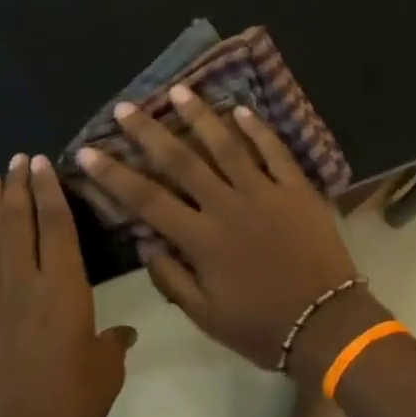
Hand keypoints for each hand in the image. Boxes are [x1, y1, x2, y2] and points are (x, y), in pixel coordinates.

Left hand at [0, 155, 135, 416]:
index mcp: (64, 288)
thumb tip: (124, 333)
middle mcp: (25, 284)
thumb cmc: (70, 404)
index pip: (56, 225)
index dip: (49, 191)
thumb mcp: (106, 370)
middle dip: (18, 187)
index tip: (42, 161)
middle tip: (17, 159)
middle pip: (19, 224)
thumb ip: (114, 343)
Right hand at [75, 86, 359, 370]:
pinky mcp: (297, 189)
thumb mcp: (205, 316)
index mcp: (201, 239)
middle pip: (181, 161)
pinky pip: (275, 151)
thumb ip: (171, 278)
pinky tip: (240, 108)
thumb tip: (144, 243)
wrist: (327, 323)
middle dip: (149, 132)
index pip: (146, 199)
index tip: (88, 151)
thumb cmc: (262, 326)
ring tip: (179, 90)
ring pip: (227, 145)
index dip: (114, 175)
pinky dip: (257, 129)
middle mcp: (227, 206)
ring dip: (200, 116)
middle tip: (126, 107)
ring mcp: (265, 192)